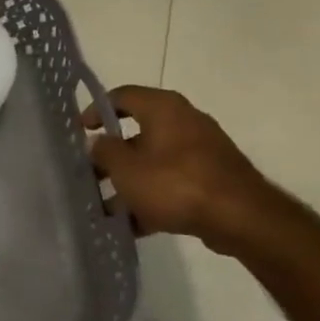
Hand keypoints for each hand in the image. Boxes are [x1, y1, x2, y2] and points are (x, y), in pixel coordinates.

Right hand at [84, 87, 278, 255]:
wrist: (240, 217)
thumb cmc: (175, 183)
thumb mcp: (126, 168)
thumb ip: (104, 151)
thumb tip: (97, 142)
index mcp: (163, 108)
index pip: (121, 96)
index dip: (96, 110)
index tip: (80, 131)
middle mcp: (184, 121)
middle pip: (137, 133)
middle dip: (111, 156)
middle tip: (90, 174)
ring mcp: (201, 151)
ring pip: (154, 162)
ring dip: (129, 182)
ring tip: (106, 207)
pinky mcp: (211, 178)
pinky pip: (172, 183)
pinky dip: (152, 198)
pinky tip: (133, 224)